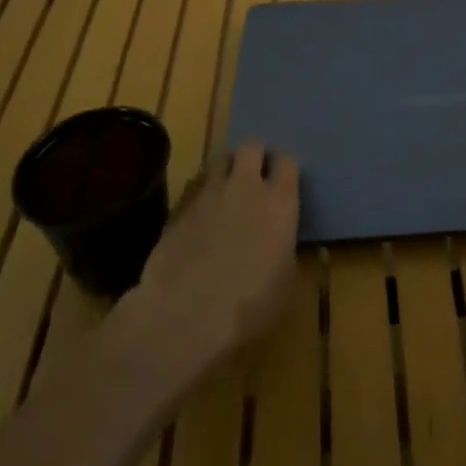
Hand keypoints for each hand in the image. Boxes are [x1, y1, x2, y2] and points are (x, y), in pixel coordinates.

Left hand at [122, 142, 299, 382]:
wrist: (184, 319)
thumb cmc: (249, 307)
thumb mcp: (285, 284)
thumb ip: (286, 251)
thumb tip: (281, 244)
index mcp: (279, 202)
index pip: (288, 161)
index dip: (285, 167)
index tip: (284, 180)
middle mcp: (244, 187)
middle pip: (251, 146)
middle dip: (254, 156)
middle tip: (255, 176)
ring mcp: (207, 195)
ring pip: (219, 161)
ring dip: (226, 172)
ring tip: (226, 193)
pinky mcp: (177, 209)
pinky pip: (194, 190)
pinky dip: (201, 197)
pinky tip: (200, 219)